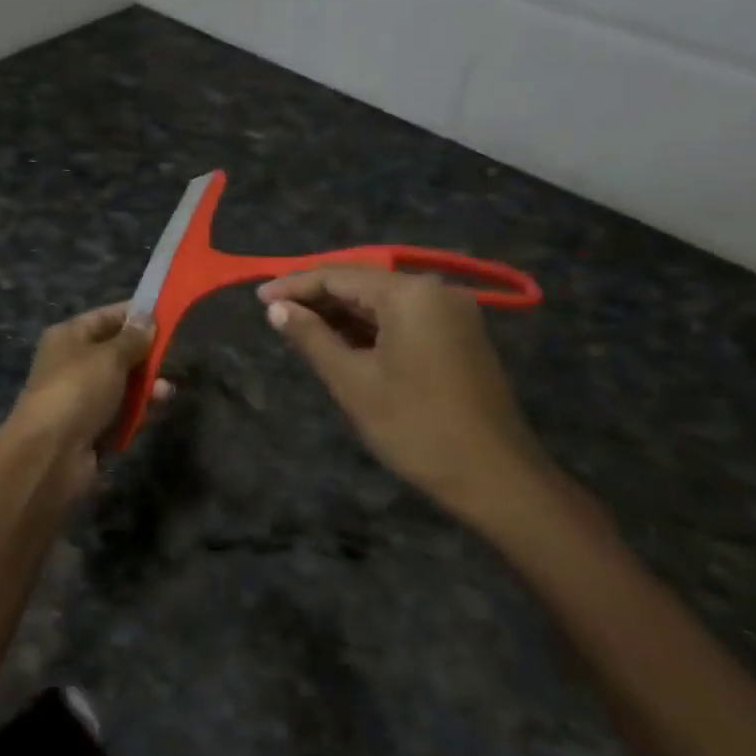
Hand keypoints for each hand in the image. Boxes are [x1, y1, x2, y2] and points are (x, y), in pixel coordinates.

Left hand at [6, 303, 166, 469]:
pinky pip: (123, 412)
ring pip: (123, 385)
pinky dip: (139, 411)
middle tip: (172, 355)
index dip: (135, 315)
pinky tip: (157, 410)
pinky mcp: (93, 428)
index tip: (167, 314)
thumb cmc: (78, 389)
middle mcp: (73, 363)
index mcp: (69, 336)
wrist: (50, 453)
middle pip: (117, 352)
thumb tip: (146, 318)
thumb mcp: (109, 356)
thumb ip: (132, 338)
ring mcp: (82, 398)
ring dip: (146, 386)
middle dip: (145, 355)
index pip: (106, 317)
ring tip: (165, 391)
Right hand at [258, 268, 547, 523]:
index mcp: (410, 294)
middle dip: (317, 299)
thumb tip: (276, 309)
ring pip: (383, 304)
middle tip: (275, 315)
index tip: (259, 297)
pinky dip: (369, 329)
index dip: (295, 286)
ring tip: (299, 328)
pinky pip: (403, 320)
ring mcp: (452, 314)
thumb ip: (311, 337)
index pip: (339, 276)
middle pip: (362, 285)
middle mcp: (434, 292)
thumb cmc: (416, 427)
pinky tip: (341, 342)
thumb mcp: (352, 382)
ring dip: (342, 315)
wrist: (497, 479)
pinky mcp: (459, 337)